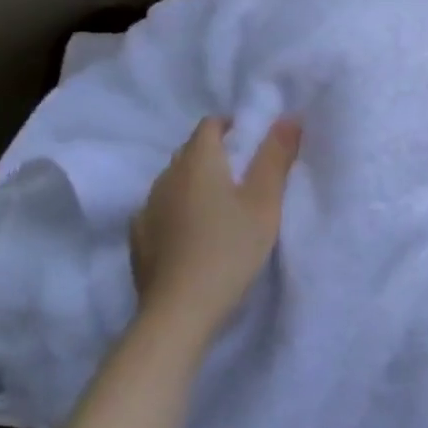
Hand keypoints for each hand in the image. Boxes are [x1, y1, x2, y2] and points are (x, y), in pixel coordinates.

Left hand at [132, 116, 300, 347]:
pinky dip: (176, 212)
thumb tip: (289, 116)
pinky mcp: (138, 238)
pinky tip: (191, 235)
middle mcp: (166, 175)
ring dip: (194, 185)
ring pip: (173, 181)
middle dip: (215, 155)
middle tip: (243, 178)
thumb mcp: (265, 202)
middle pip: (190, 151)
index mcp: (197, 160)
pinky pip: (160, 210)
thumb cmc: (229, 248)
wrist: (179, 311)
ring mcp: (147, 207)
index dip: (232, 127)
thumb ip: (276, 157)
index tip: (252, 145)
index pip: (210, 124)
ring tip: (218, 208)